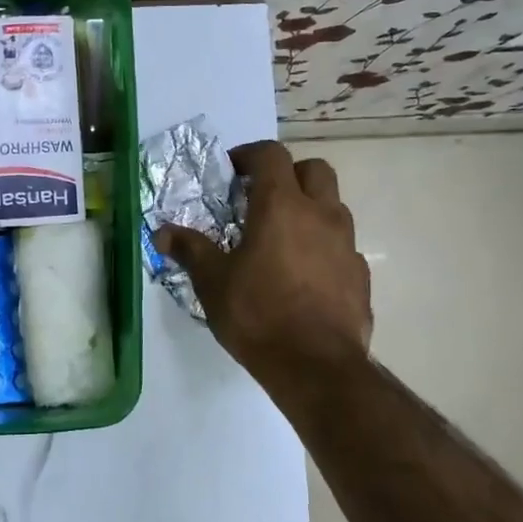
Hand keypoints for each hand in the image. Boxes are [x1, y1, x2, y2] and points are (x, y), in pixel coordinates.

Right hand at [154, 141, 371, 390]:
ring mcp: (347, 244)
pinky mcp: (360, 274)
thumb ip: (190, 250)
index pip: (271, 155)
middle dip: (288, 174)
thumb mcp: (213, 282)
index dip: (250, 155)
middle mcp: (321, 215)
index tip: (232, 172)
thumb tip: (162, 233)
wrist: (316, 366)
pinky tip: (304, 274)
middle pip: (314, 169)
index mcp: (281, 206)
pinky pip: (342, 245)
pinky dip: (323, 246)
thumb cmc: (258, 314)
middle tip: (262, 198)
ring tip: (282, 238)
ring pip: (333, 206)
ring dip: (309, 209)